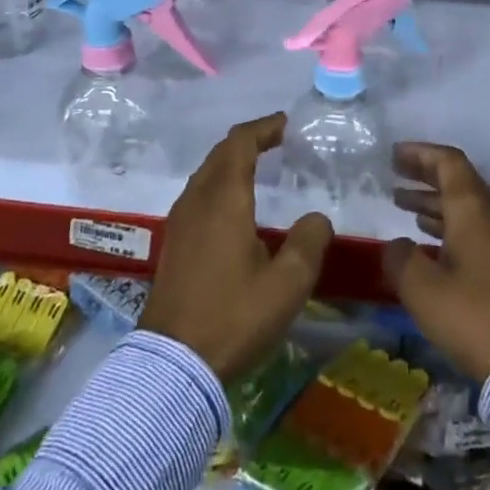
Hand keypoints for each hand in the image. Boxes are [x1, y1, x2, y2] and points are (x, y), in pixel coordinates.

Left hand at [139, 113, 334, 380]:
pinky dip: (220, 182)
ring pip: (206, 173)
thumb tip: (316, 218)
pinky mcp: (174, 243)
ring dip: (231, 160)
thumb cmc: (234, 317)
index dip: (263, 128)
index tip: (285, 124)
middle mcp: (198, 200)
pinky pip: (198, 194)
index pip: (240, 143)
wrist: (172, 365)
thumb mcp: (287, 284)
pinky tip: (234, 205)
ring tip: (258, 165)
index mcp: (224, 199)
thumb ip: (309, 242)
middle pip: (220, 153)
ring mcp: (180, 222)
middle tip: (276, 139)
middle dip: (248, 140)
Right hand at [383, 141, 489, 382]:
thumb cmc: (472, 316)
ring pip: (465, 205)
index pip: (449, 162)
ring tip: (402, 203)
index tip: (395, 154)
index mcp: (473, 209)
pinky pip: (473, 226)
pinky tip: (428, 238)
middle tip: (395, 173)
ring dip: (434, 201)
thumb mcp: (422, 289)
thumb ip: (401, 259)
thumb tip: (397, 245)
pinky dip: (447, 223)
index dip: (420, 153)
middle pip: (458, 180)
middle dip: (425, 174)